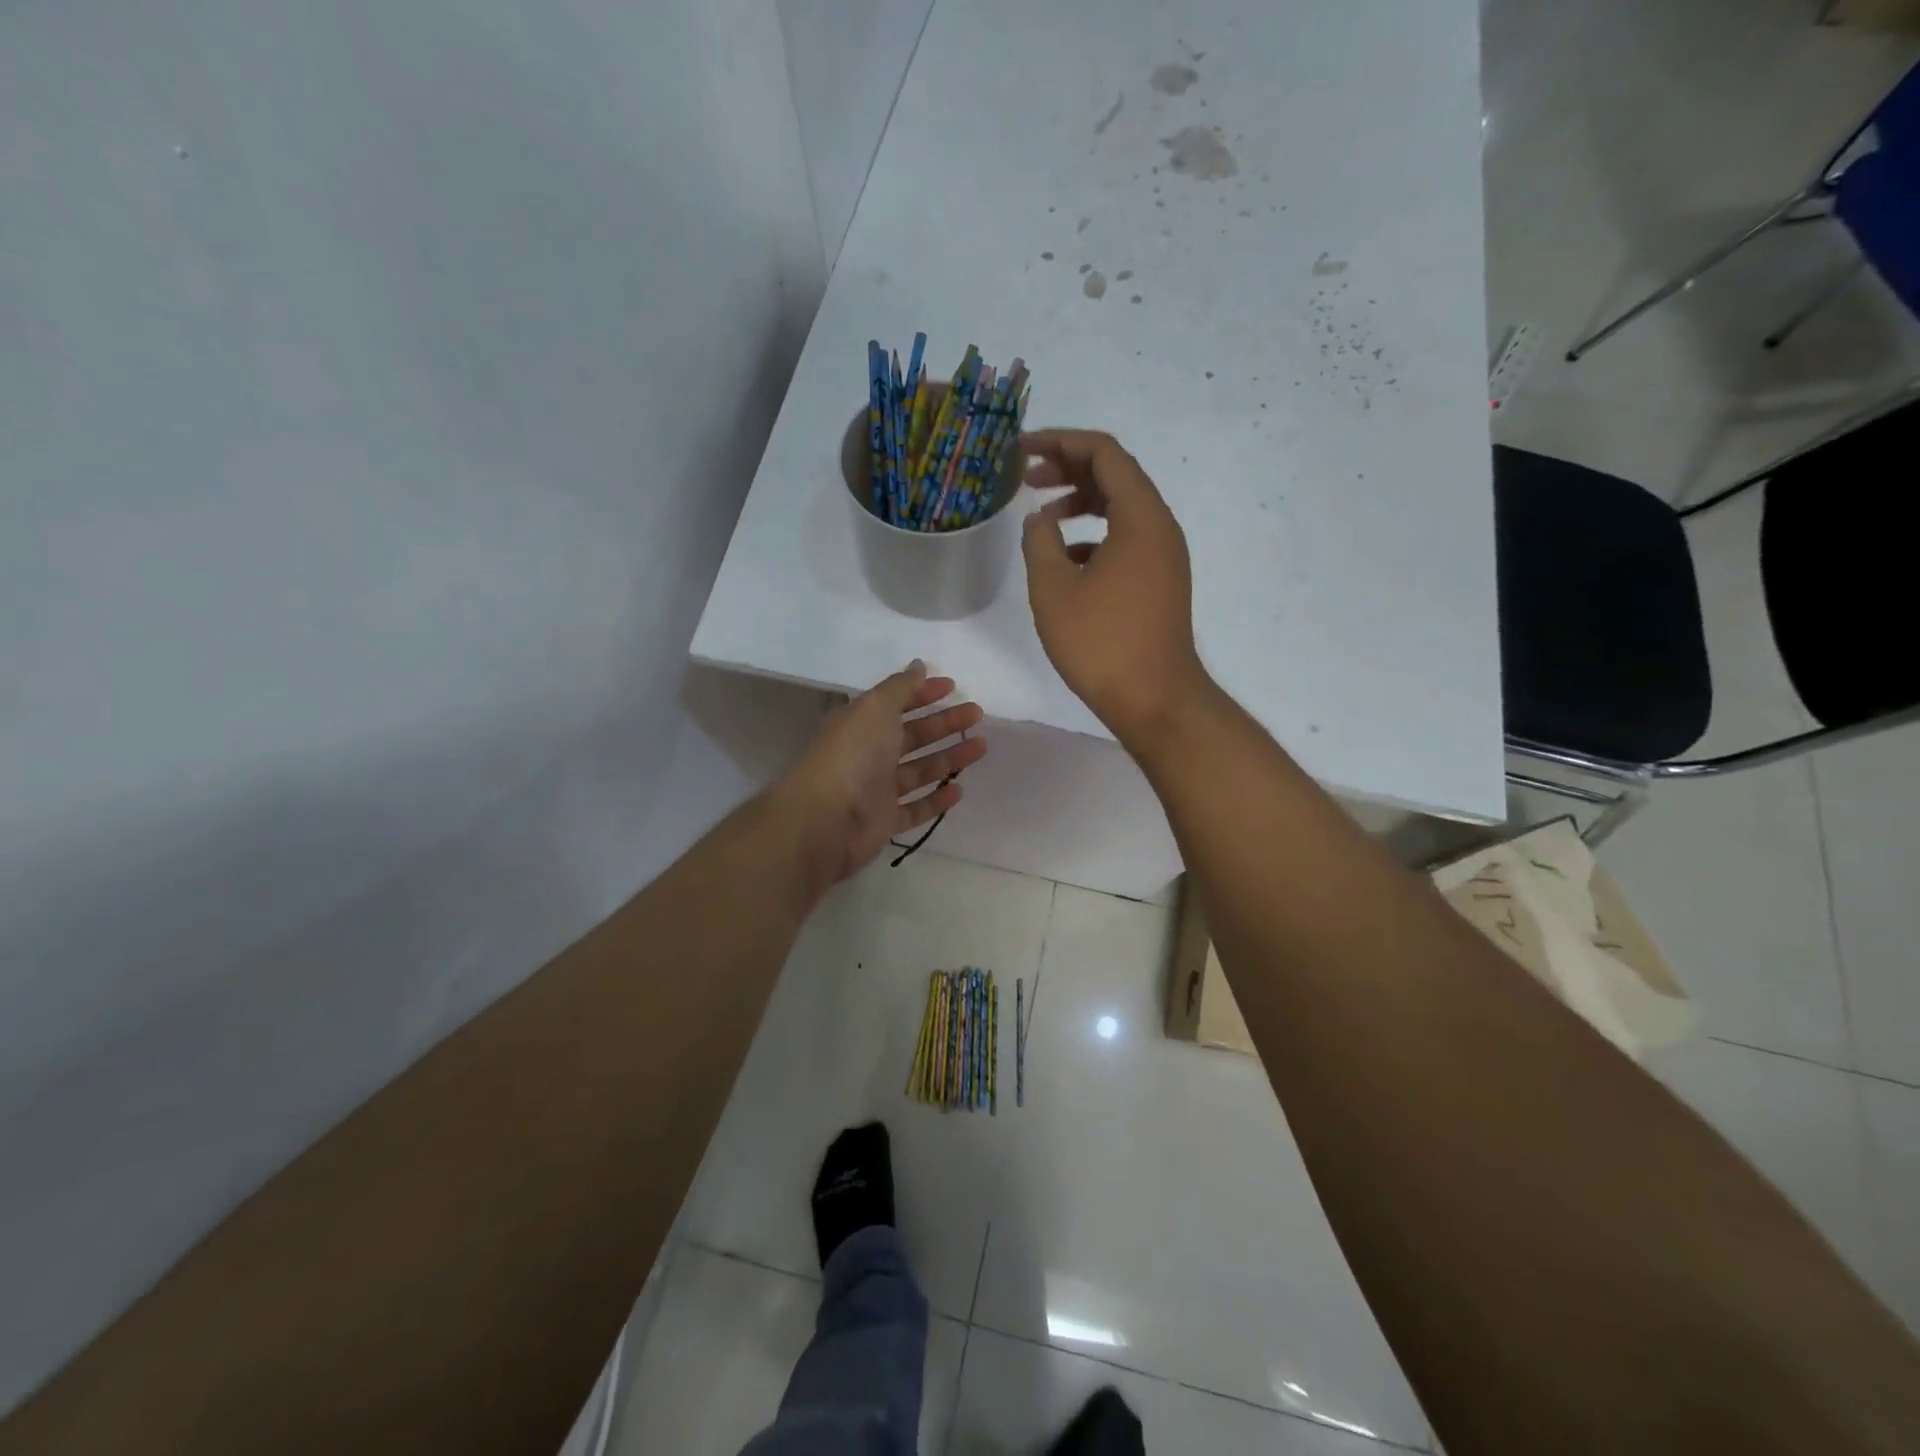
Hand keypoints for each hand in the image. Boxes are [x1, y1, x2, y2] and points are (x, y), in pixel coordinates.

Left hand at [776, 662, 986, 887]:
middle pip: (912, 735)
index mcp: (861, 724)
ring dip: (949, 758)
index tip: (953, 686)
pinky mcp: (884, 822)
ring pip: (919, 770)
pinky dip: (936, 800)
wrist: (826, 819)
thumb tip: (919, 665)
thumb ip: (900, 687)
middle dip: (944, 723)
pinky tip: (958, 790)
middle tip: (977, 715)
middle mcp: (868, 754)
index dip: (923, 693)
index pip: (896, 703)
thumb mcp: (875, 708)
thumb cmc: (852, 755)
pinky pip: (915, 809)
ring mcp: (876, 789)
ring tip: (981, 747)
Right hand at [1020, 430, 1209, 749]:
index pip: (1104, 453)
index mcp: (1140, 517)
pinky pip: (1125, 540)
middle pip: (1115, 475)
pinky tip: (1064, 560)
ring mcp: (1163, 556)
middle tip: (1025, 479)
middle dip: (1068, 469)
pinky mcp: (1159, 582)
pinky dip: (1093, 536)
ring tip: (1040, 516)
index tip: (1022, 449)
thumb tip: (1039, 520)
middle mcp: (1160, 527)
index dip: (1060, 442)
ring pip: (1120, 509)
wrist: (1155, 699)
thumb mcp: (1054, 589)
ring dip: (1079, 503)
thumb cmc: (1102, 643)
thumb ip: (1040, 542)